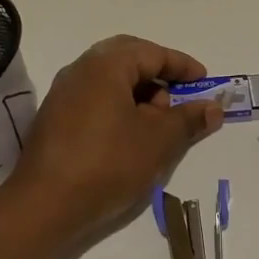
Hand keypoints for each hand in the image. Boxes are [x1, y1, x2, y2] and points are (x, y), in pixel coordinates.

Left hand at [10, 35, 223, 242]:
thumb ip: (188, 119)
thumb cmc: (108, 163)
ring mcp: (63, 94)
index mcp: (105, 65)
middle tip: (179, 95)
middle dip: (158, 73)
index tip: (204, 83)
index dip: (182, 66)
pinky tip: (130, 135)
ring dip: (139, 91)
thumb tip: (214, 107)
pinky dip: (119, 105)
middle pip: (127, 57)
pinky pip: (95, 97)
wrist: (44, 205)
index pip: (152, 53)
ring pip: (110, 79)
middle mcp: (81, 70)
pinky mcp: (55, 118)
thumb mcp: (158, 141)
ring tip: (158, 122)